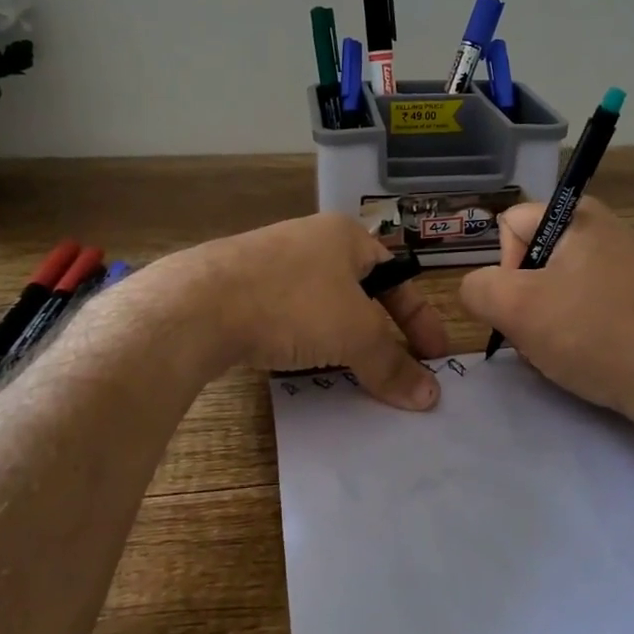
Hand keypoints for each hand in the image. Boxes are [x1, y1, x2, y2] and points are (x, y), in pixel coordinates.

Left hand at [183, 213, 448, 409]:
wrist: (198, 304)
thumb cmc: (293, 303)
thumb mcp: (354, 333)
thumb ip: (392, 364)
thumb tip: (430, 397)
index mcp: (345, 236)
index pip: (398, 276)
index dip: (420, 318)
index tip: (434, 357)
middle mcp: (311, 240)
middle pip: (361, 290)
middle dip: (382, 330)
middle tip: (396, 367)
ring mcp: (272, 262)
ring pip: (324, 305)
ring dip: (344, 339)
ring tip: (353, 372)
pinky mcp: (241, 287)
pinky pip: (289, 314)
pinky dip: (307, 340)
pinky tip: (303, 363)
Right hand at [460, 198, 633, 429]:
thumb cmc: (595, 333)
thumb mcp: (516, 308)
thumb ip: (477, 288)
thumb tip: (478, 289)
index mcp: (579, 215)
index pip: (510, 226)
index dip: (505, 267)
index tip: (524, 303)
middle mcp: (608, 229)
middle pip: (534, 258)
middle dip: (526, 299)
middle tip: (543, 333)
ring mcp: (631, 264)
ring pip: (560, 288)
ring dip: (550, 320)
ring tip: (568, 351)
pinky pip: (591, 306)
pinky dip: (581, 331)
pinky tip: (592, 357)